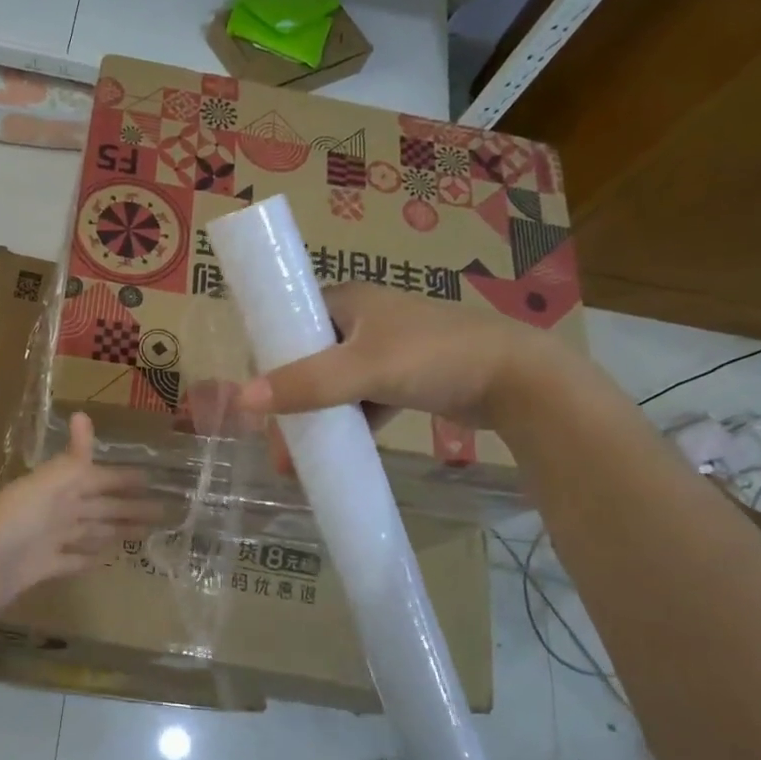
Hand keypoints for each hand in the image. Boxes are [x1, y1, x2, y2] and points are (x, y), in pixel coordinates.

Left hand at [0, 413, 161, 613]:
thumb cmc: (10, 521)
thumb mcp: (46, 486)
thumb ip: (70, 459)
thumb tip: (83, 415)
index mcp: (58, 488)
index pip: (99, 479)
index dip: (125, 479)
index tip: (155, 478)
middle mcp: (55, 511)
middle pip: (100, 506)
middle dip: (130, 507)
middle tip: (165, 511)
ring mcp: (48, 540)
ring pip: (90, 531)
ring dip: (114, 530)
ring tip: (144, 532)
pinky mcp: (41, 568)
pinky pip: (72, 560)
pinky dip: (89, 558)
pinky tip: (107, 559)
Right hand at [234, 282, 561, 430]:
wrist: (518, 380)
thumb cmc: (435, 358)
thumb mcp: (365, 369)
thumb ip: (306, 384)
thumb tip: (242, 401)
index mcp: (348, 300)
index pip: (289, 321)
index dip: (267, 356)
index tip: (255, 398)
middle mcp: (363, 319)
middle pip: (308, 358)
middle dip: (288, 400)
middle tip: (277, 443)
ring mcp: (385, 350)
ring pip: (334, 383)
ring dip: (315, 418)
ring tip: (297, 459)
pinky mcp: (405, 378)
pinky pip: (361, 400)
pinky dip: (347, 424)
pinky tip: (336, 452)